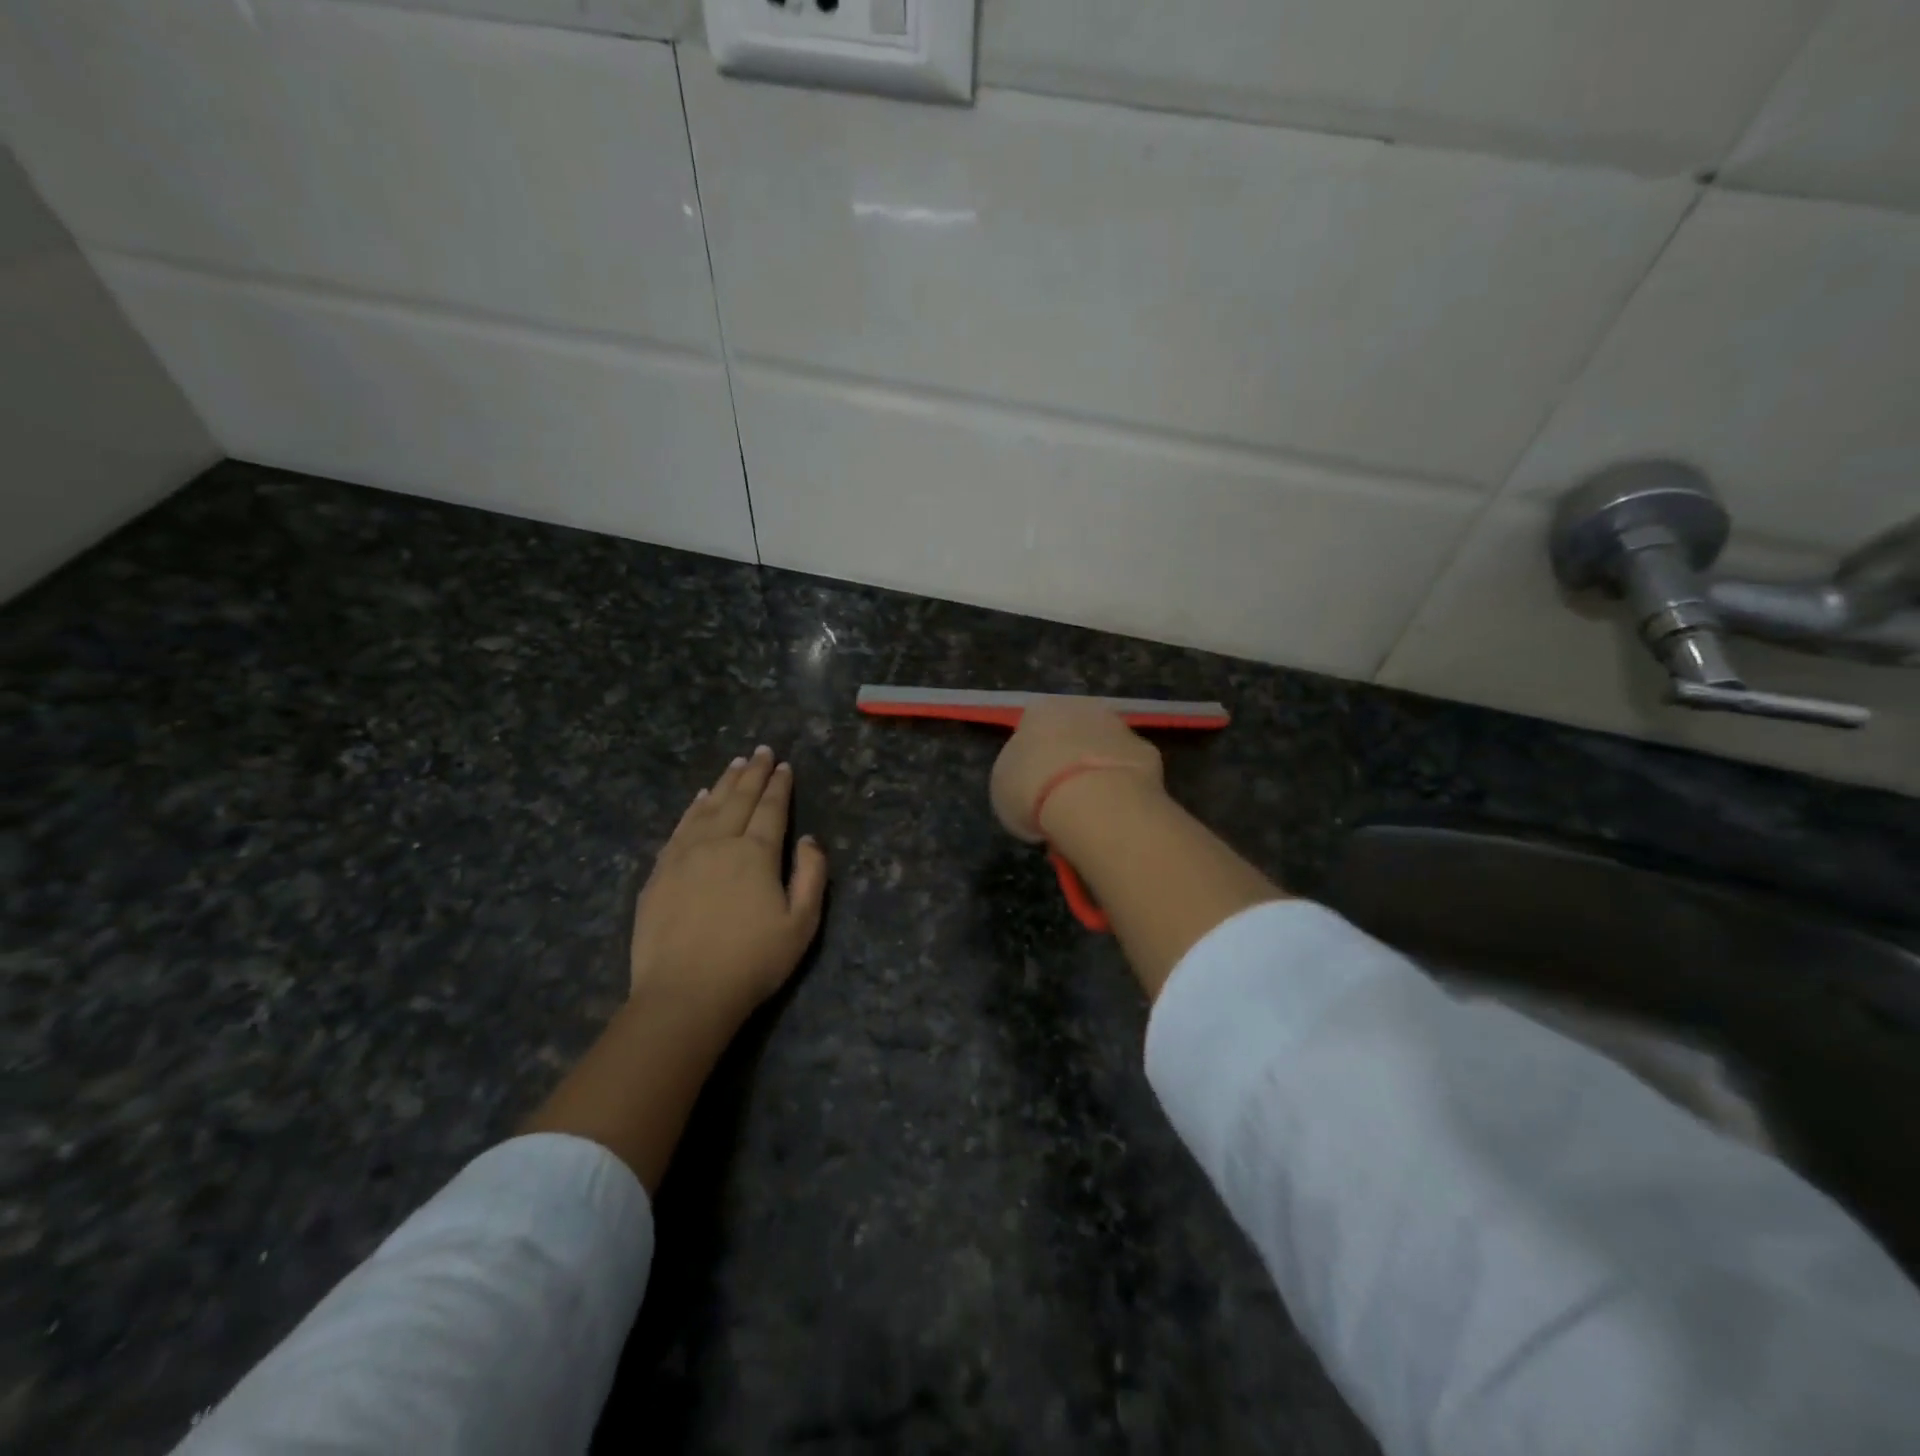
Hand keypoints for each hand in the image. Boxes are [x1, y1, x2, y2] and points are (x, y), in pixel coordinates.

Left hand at [629, 745, 827, 1027]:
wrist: (685, 994)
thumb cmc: (752, 962)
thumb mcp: (802, 924)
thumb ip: (812, 875)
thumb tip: (809, 839)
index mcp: (755, 854)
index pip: (771, 809)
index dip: (779, 785)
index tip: (784, 765)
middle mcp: (719, 843)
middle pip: (739, 799)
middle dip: (753, 773)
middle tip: (761, 751)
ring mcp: (684, 855)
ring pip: (707, 808)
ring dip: (724, 783)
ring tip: (735, 764)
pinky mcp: (660, 873)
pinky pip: (680, 828)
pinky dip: (693, 808)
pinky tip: (700, 799)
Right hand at [989, 699, 1163, 841]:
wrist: (1093, 800)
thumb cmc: (1033, 790)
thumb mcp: (1003, 787)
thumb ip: (1017, 775)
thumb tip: (1030, 781)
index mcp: (1038, 711)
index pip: (1032, 727)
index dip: (1032, 757)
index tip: (1032, 784)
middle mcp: (1081, 707)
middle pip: (1072, 731)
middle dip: (1068, 756)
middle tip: (1062, 794)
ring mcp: (1118, 726)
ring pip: (1103, 746)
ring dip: (1097, 768)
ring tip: (1090, 807)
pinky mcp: (1148, 751)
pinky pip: (1128, 769)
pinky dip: (1123, 785)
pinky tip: (1116, 810)